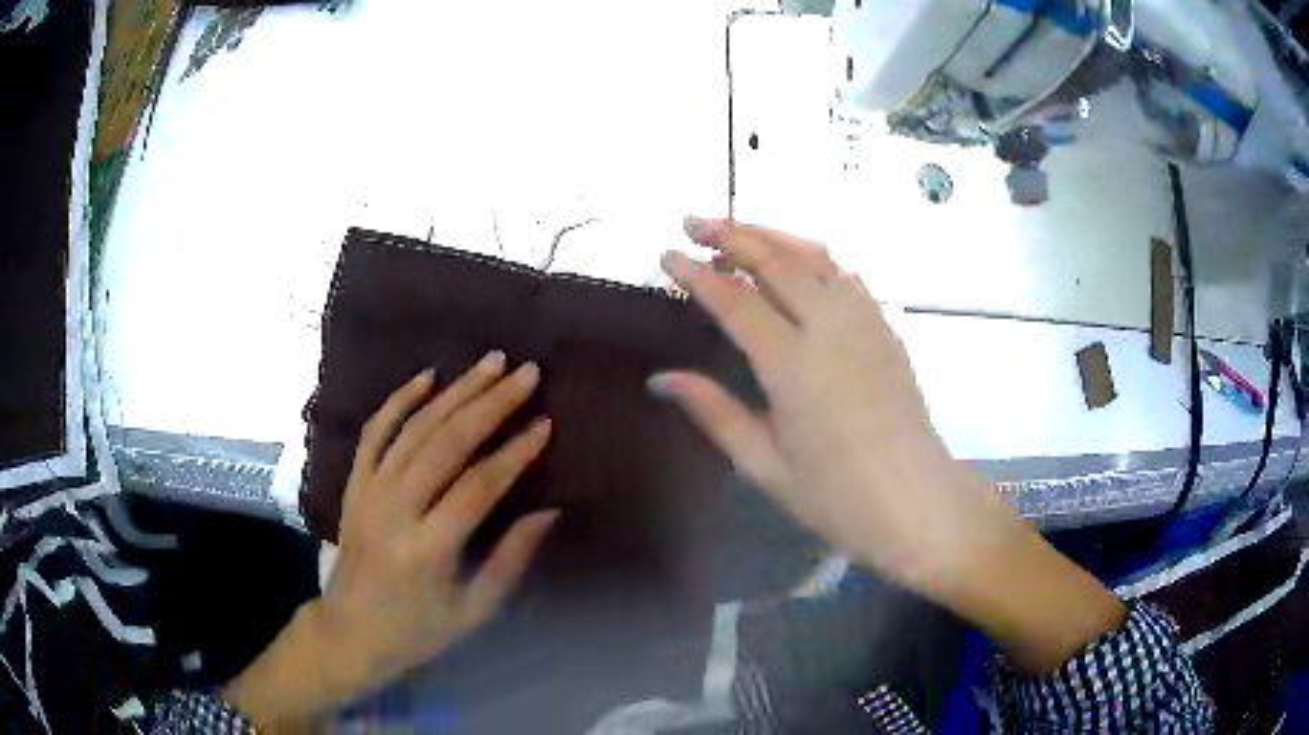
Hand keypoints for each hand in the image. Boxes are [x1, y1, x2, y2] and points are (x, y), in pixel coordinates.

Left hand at [224, 355, 558, 727]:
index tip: (545, 423)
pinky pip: (375, 432)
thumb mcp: (474, 610)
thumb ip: (510, 560)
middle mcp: (394, 510)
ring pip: (414, 429)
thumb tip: (548, 512)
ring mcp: (369, 491)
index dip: (514, 454)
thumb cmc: (418, 628)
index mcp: (427, 549)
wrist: (350, 630)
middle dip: (490, 404)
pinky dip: (399, 399)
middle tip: (526, 373)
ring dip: (455, 391)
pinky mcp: (354, 483)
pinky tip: (427, 376)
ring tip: (491, 363)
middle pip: (445, 444)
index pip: (477, 487)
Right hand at [652, 217, 1002, 586]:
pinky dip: (813, 257)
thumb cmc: (837, 498)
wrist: (918, 503)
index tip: (666, 254)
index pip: (735, 301)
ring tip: (738, 229)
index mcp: (793, 366)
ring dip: (772, 235)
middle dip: (731, 234)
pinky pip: (845, 276)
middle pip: (776, 261)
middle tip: (693, 222)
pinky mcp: (886, 329)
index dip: (697, 274)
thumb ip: (713, 412)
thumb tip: (661, 379)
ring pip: (815, 257)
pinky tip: (798, 262)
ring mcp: (865, 323)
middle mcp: (831, 328)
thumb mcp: (764, 465)